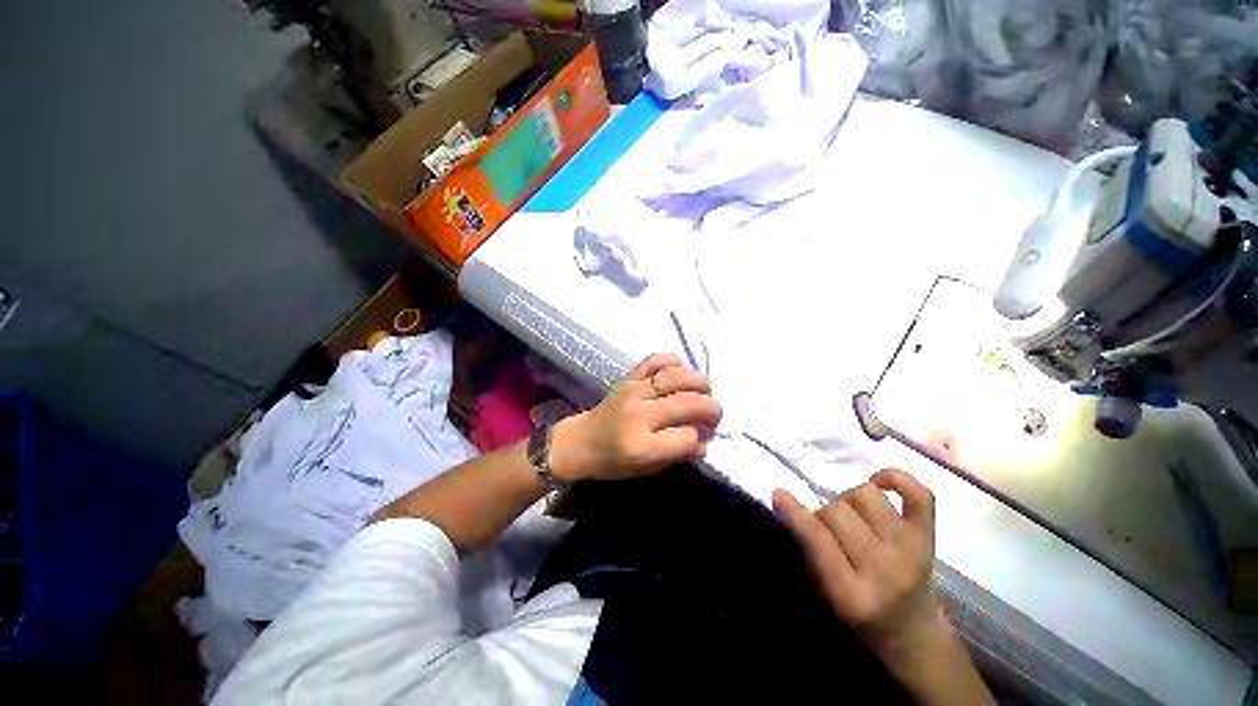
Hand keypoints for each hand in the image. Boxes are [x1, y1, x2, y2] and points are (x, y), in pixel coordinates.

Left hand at [550, 354, 722, 481]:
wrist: (581, 441)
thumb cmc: (614, 462)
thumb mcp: (647, 469)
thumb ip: (678, 453)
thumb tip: (705, 438)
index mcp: (641, 446)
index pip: (687, 437)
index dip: (701, 439)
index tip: (703, 439)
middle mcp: (638, 414)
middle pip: (687, 403)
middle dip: (711, 409)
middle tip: (715, 415)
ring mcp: (632, 390)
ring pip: (676, 377)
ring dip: (699, 383)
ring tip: (705, 392)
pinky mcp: (628, 377)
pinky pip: (655, 360)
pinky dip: (673, 361)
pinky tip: (681, 371)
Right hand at [772, 469, 942, 658]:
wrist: (911, 633)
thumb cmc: (855, 616)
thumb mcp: (820, 594)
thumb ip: (803, 549)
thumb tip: (783, 499)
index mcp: (852, 594)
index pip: (818, 539)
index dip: (795, 513)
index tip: (779, 493)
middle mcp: (886, 570)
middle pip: (838, 511)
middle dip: (823, 514)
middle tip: (826, 528)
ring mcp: (912, 550)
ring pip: (866, 494)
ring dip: (849, 499)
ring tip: (851, 515)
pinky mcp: (930, 537)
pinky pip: (919, 494)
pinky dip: (896, 478)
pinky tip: (878, 483)